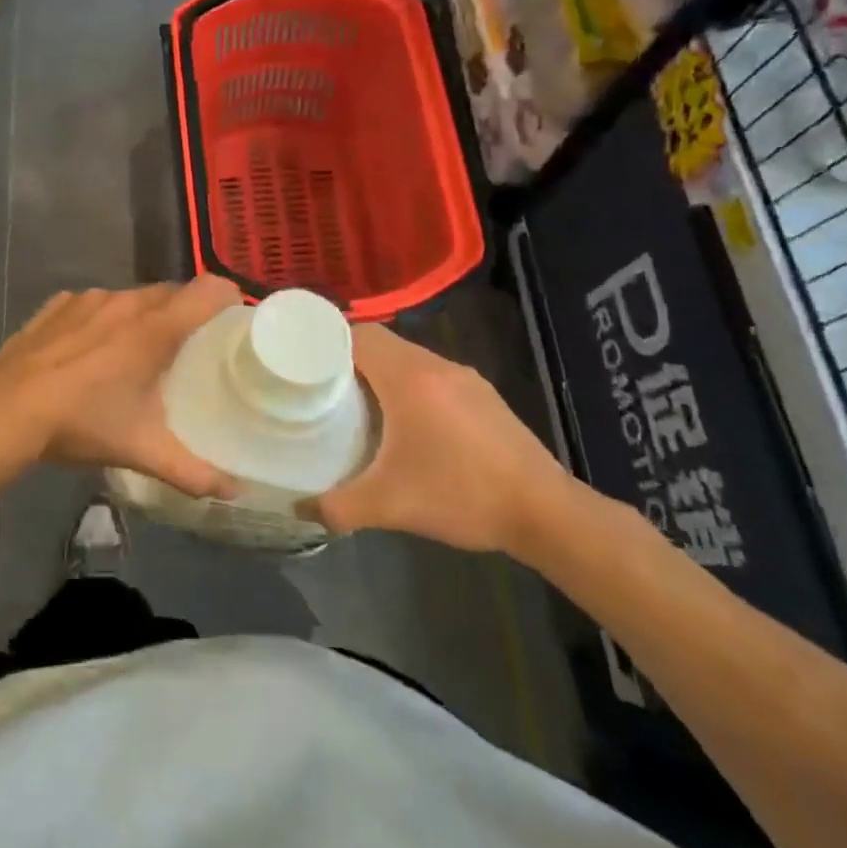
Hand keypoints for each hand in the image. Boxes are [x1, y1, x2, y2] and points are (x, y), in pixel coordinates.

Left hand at [0, 278, 243, 498]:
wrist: (4, 409)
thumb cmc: (82, 422)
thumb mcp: (142, 450)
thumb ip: (193, 471)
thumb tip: (234, 492)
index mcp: (156, 327)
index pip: (210, 290)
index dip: (229, 301)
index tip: (233, 326)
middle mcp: (126, 301)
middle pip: (172, 293)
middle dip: (186, 316)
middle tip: (190, 352)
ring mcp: (87, 299)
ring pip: (131, 298)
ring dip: (142, 318)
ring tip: (137, 354)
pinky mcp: (57, 305)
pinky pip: (94, 304)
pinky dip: (102, 320)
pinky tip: (89, 353)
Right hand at [299, 325, 572, 555]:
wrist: (546, 513)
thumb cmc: (461, 495)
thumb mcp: (389, 505)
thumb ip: (337, 506)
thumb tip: (299, 509)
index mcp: (409, 377)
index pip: (358, 334)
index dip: (327, 341)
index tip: (303, 361)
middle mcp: (437, 366)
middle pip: (382, 343)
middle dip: (349, 358)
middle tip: (322, 385)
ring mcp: (466, 379)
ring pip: (409, 358)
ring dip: (382, 372)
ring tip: (359, 402)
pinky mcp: (484, 396)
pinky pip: (433, 375)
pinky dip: (410, 385)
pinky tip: (407, 422)